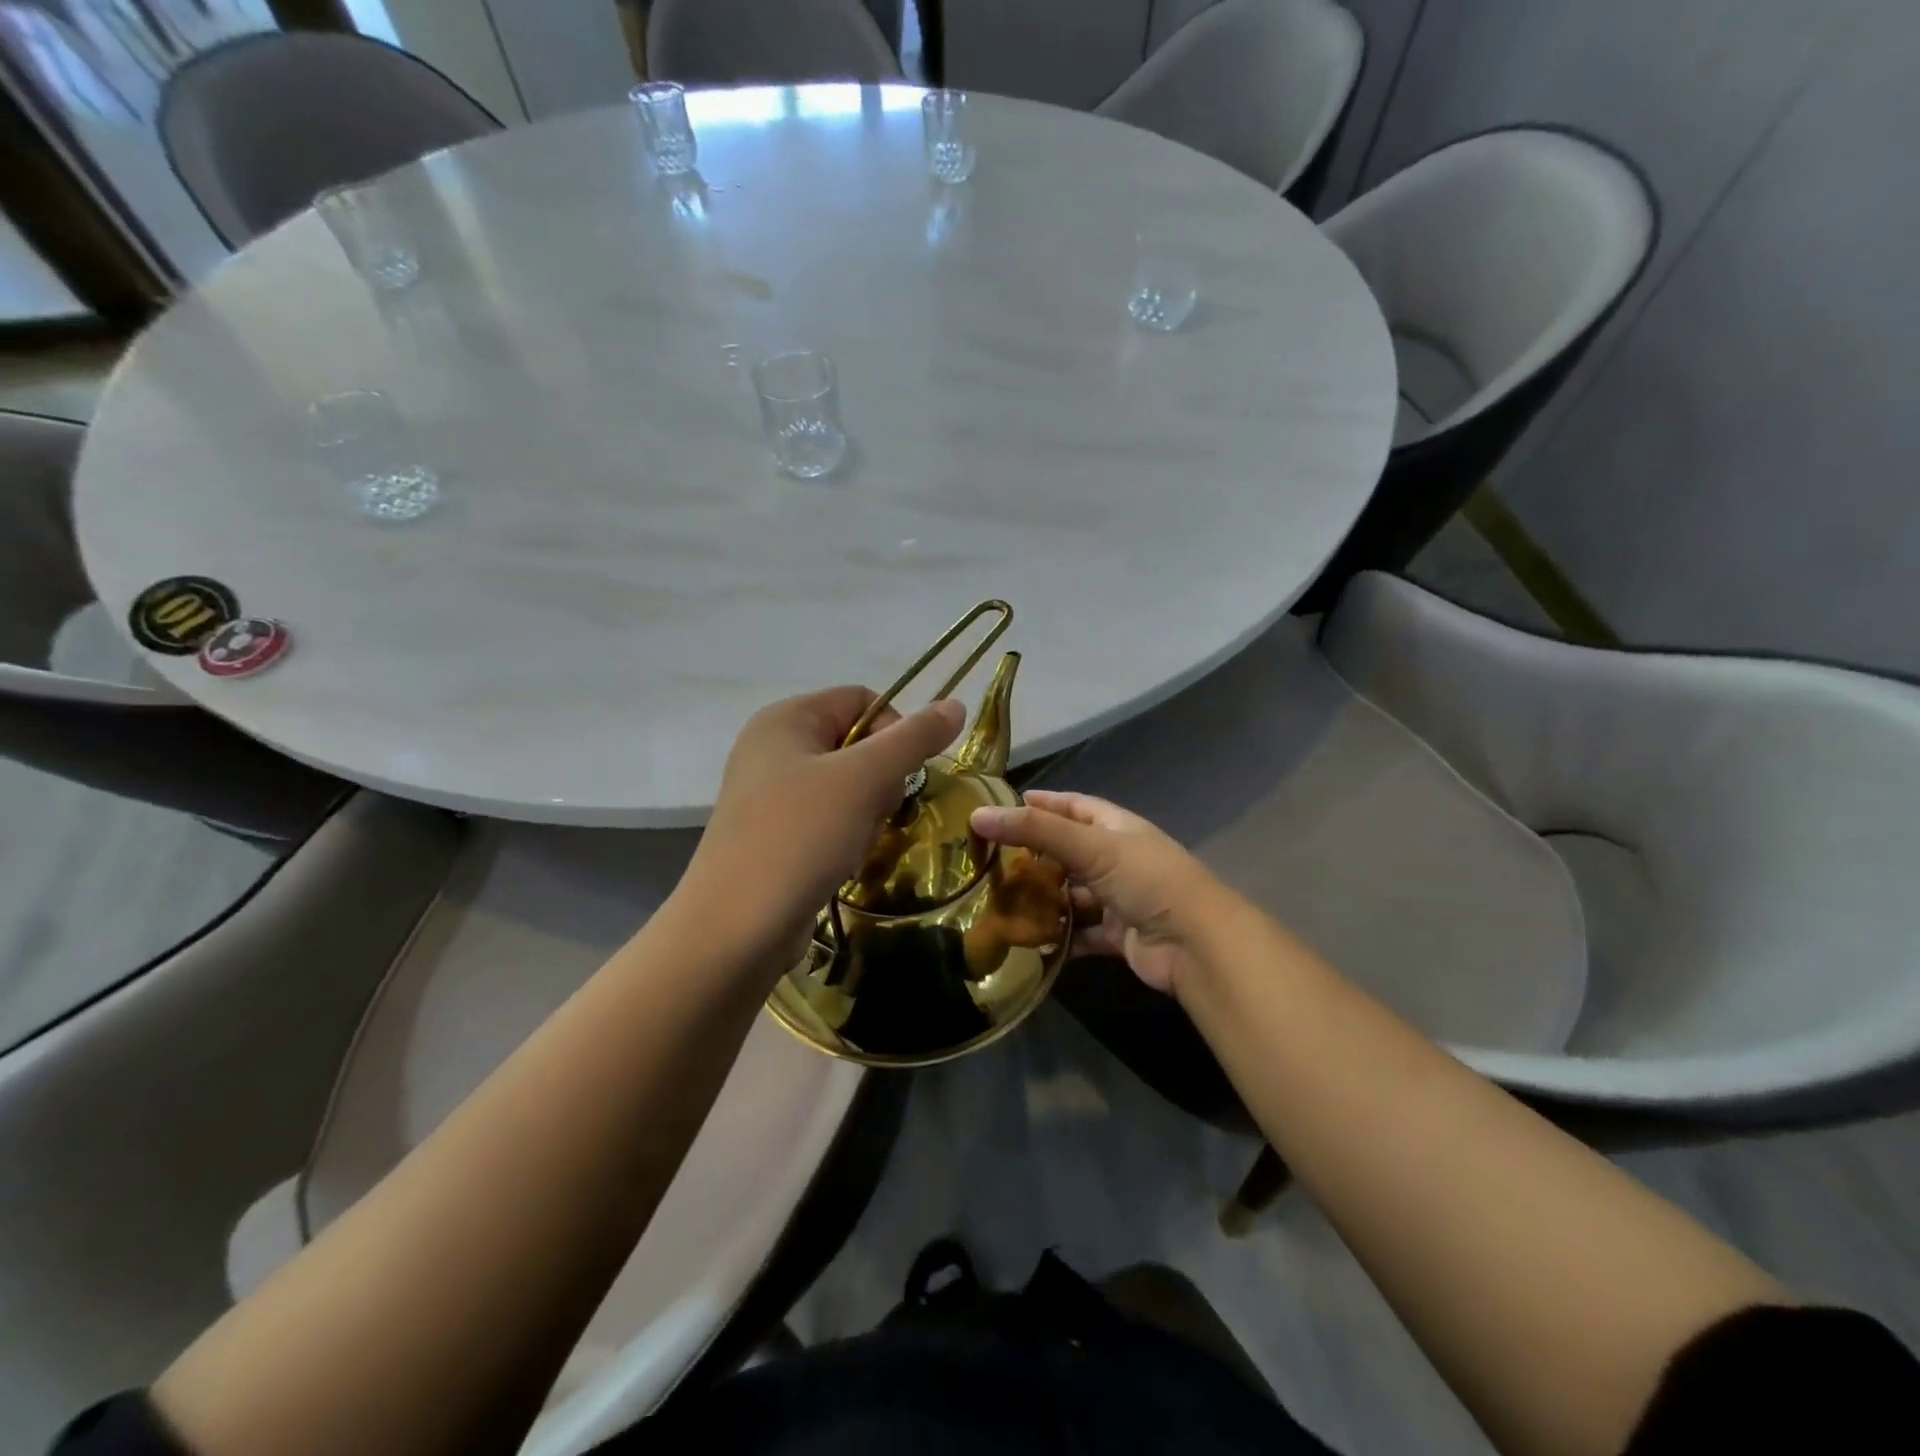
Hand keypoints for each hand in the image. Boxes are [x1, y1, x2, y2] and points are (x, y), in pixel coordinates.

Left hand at [681, 686, 964, 970]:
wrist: (736, 929)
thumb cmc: (800, 837)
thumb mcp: (864, 779)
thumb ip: (913, 739)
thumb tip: (955, 704)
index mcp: (786, 718)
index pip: (862, 700)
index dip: (895, 730)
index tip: (904, 774)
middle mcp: (773, 747)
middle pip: (857, 744)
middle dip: (880, 780)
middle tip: (876, 812)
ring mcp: (770, 793)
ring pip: (848, 786)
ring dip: (866, 814)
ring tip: (853, 843)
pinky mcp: (774, 834)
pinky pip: (828, 819)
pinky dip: (845, 836)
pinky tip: (840, 861)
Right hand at [970, 790, 1216, 994]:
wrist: (1195, 944)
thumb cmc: (1146, 880)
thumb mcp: (1090, 846)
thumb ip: (1035, 830)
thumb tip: (978, 815)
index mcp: (1117, 828)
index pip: (1074, 806)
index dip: (1043, 803)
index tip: (1005, 805)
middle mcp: (1118, 859)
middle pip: (1069, 851)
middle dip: (1035, 855)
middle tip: (989, 859)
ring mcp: (1119, 898)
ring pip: (1073, 894)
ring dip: (1044, 898)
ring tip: (999, 900)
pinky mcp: (1118, 935)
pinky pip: (1081, 933)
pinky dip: (1059, 937)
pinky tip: (1027, 941)